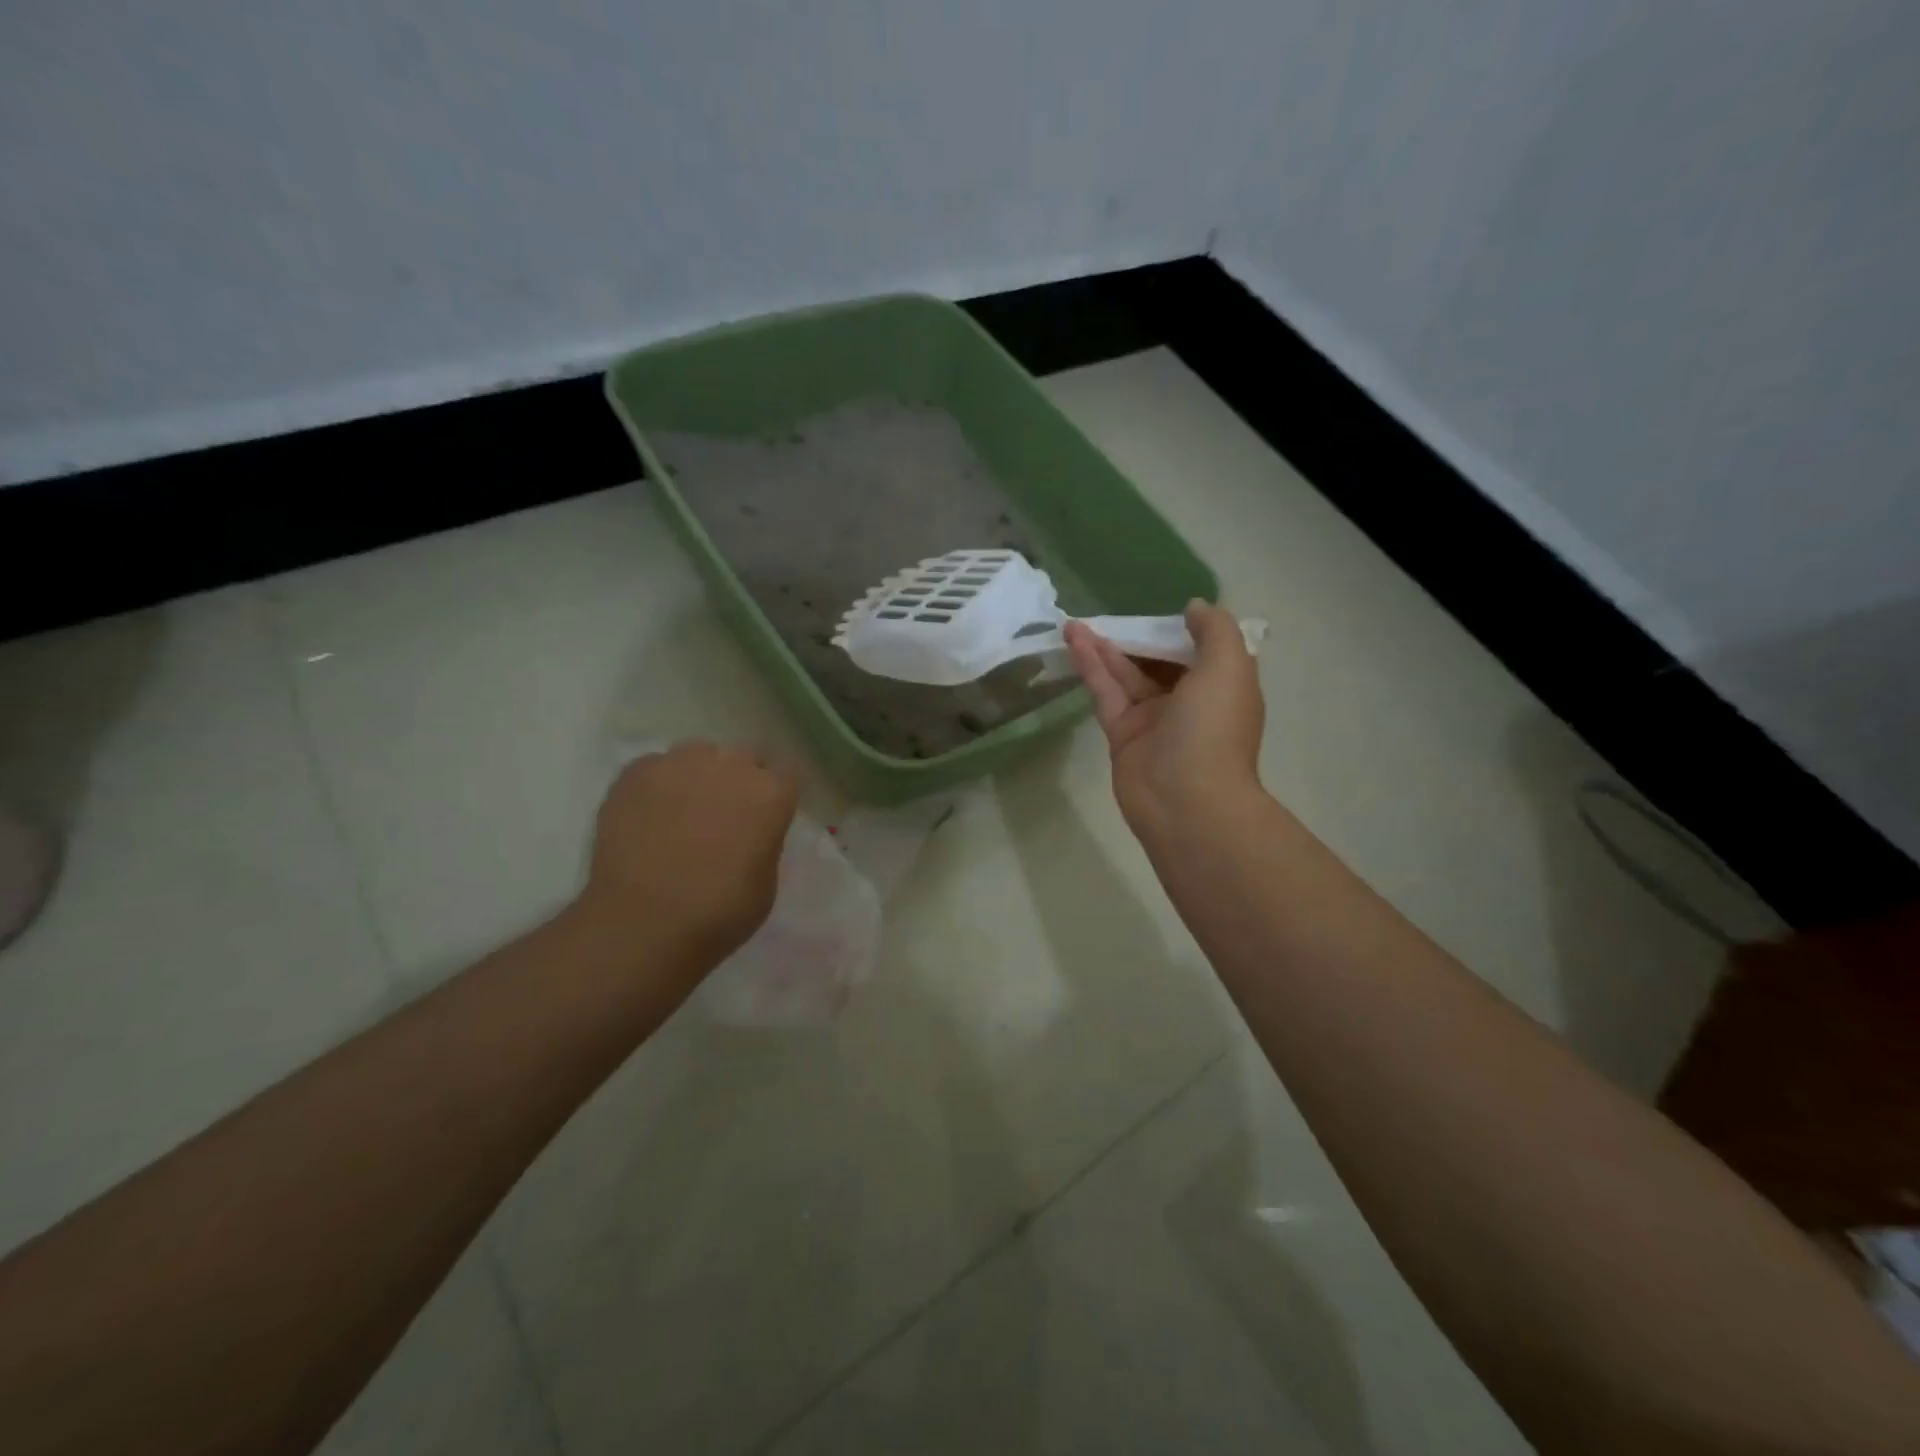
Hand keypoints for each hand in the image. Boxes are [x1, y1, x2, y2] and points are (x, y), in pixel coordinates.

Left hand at [575, 742, 798, 967]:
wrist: (643, 924)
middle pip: (743, 757)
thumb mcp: (766, 881)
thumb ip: (764, 840)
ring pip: (698, 754)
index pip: (787, 771)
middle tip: (724, 814)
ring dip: (698, 775)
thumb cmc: (719, 913)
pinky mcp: (635, 773)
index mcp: (772, 793)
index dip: (776, 792)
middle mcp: (730, 766)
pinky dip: (658, 785)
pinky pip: (655, 767)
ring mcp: (679, 764)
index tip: (767, 813)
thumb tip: (750, 830)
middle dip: (738, 779)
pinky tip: (649, 815)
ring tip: (682, 809)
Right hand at [1065, 601, 1264, 849]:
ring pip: (1126, 675)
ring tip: (1075, 622)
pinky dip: (1091, 666)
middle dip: (1136, 637)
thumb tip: (1194, 607)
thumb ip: (1214, 630)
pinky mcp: (1122, 734)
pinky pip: (1106, 692)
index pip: (1201, 650)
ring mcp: (1153, 719)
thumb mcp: (1229, 667)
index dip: (1180, 629)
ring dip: (1104, 647)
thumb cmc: (1214, 729)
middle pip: (1158, 661)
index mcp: (1221, 687)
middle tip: (1108, 613)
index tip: (1160, 609)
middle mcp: (1189, 701)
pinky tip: (1074, 640)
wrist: (1187, 802)